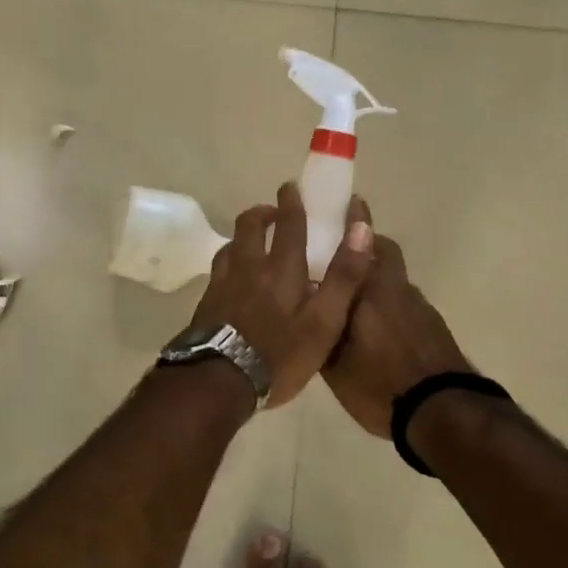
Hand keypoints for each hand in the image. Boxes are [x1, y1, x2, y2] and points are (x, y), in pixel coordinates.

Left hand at [190, 183, 374, 406]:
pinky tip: (233, 276)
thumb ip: (344, 276)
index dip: (292, 203)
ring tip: (253, 242)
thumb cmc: (280, 354)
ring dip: (244, 236)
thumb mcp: (325, 321)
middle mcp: (250, 266)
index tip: (291, 188)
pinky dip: (230, 261)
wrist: (219, 380)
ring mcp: (223, 283)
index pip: (289, 225)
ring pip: (231, 245)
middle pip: (250, 226)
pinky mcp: (207, 302)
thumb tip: (361, 228)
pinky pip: (219, 269)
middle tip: (273, 212)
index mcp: (282, 269)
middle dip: (263, 212)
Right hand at [321, 200, 471, 437]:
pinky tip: (378, 330)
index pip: (361, 243)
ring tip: (357, 300)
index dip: (355, 222)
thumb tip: (309, 308)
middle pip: (385, 252)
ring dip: (379, 278)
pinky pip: (406, 303)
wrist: (442, 411)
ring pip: (396, 279)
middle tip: (347, 250)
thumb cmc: (380, 384)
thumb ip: (321, 330)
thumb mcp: (333, 364)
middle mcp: (396, 289)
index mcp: (369, 290)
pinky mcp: (434, 327)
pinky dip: (392, 304)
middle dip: (368, 244)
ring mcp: (420, 307)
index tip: (350, 203)